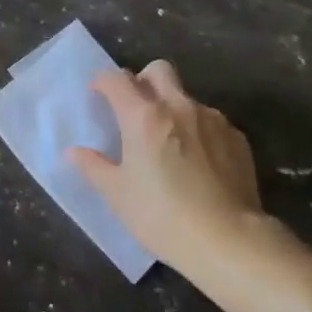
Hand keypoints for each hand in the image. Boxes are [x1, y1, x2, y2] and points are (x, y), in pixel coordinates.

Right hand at [69, 60, 270, 274]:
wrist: (229, 241)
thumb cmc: (162, 216)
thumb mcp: (118, 195)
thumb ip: (94, 167)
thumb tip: (74, 152)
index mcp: (143, 116)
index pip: (116, 79)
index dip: (102, 82)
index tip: (97, 95)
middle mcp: (178, 106)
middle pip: (158, 70)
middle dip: (142, 80)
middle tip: (135, 108)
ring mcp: (212, 119)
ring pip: (186, 96)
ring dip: (172, 108)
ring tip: (170, 143)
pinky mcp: (237, 138)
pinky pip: (211, 122)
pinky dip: (198, 131)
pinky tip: (199, 162)